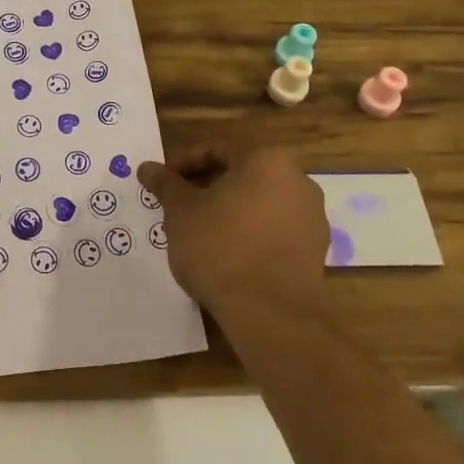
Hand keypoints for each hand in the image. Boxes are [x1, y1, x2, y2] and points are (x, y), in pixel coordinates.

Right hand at [137, 141, 326, 318]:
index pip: (218, 148)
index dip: (185, 163)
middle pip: (242, 173)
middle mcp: (297, 180)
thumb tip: (147, 167)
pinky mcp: (316, 252)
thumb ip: (166, 184)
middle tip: (179, 204)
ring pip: (259, 202)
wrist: (273, 315)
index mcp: (266, 160)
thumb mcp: (181, 212)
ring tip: (200, 231)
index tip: (164, 182)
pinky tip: (227, 255)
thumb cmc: (221, 248)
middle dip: (207, 186)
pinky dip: (250, 233)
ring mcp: (312, 217)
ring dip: (229, 210)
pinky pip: (274, 230)